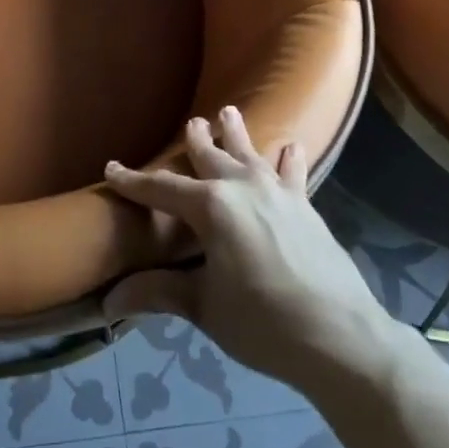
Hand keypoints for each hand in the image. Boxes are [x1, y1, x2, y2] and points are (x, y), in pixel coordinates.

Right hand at [102, 107, 399, 396]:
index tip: (111, 168)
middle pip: (210, 156)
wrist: (340, 335)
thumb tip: (108, 301)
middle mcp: (241, 187)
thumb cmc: (263, 322)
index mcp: (210, 207)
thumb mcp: (205, 308)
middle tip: (190, 123)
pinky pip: (292, 172)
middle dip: (196, 140)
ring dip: (237, 133)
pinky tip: (291, 146)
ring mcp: (277, 192)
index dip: (133, 181)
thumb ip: (160, 293)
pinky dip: (288, 159)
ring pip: (250, 153)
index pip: (161, 189)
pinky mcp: (305, 206)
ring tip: (229, 112)